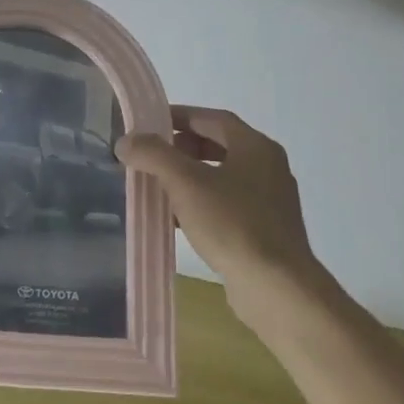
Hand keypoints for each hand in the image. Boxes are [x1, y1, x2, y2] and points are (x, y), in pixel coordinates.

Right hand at [116, 107, 334, 321]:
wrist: (277, 288)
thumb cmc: (233, 224)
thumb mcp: (185, 182)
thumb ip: (153, 155)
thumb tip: (126, 141)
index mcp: (256, 147)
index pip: (213, 119)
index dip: (180, 116)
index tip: (150, 122)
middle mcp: (268, 168)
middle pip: (218, 146)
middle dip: (182, 148)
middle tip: (151, 154)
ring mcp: (269, 201)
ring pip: (221, 177)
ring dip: (189, 177)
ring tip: (157, 185)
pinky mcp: (265, 231)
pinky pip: (226, 205)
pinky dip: (200, 203)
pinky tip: (176, 220)